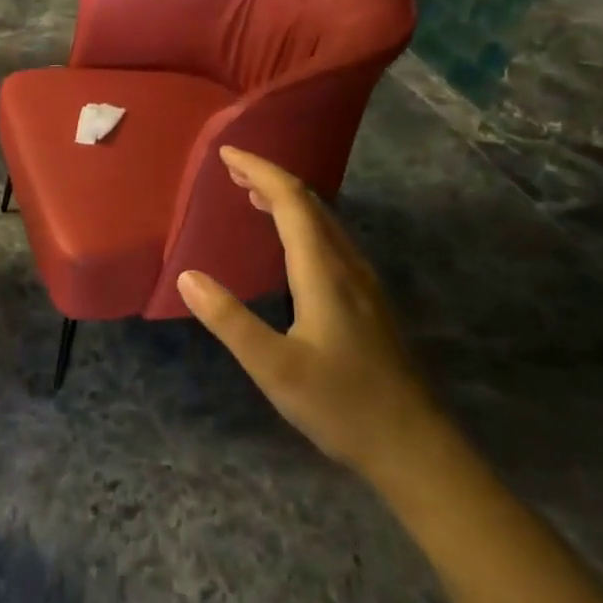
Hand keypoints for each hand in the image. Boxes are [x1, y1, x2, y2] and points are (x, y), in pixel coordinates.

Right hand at [176, 146, 447, 479]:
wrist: (415, 448)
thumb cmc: (341, 405)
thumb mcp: (273, 367)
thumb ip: (229, 320)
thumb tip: (187, 276)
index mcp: (325, 274)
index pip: (292, 203)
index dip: (260, 172)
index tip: (226, 154)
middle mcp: (349, 269)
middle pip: (312, 206)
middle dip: (271, 180)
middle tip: (232, 171)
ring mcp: (366, 287)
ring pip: (326, 225)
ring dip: (289, 202)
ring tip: (253, 197)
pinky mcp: (370, 306)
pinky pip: (333, 245)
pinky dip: (303, 227)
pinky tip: (291, 247)